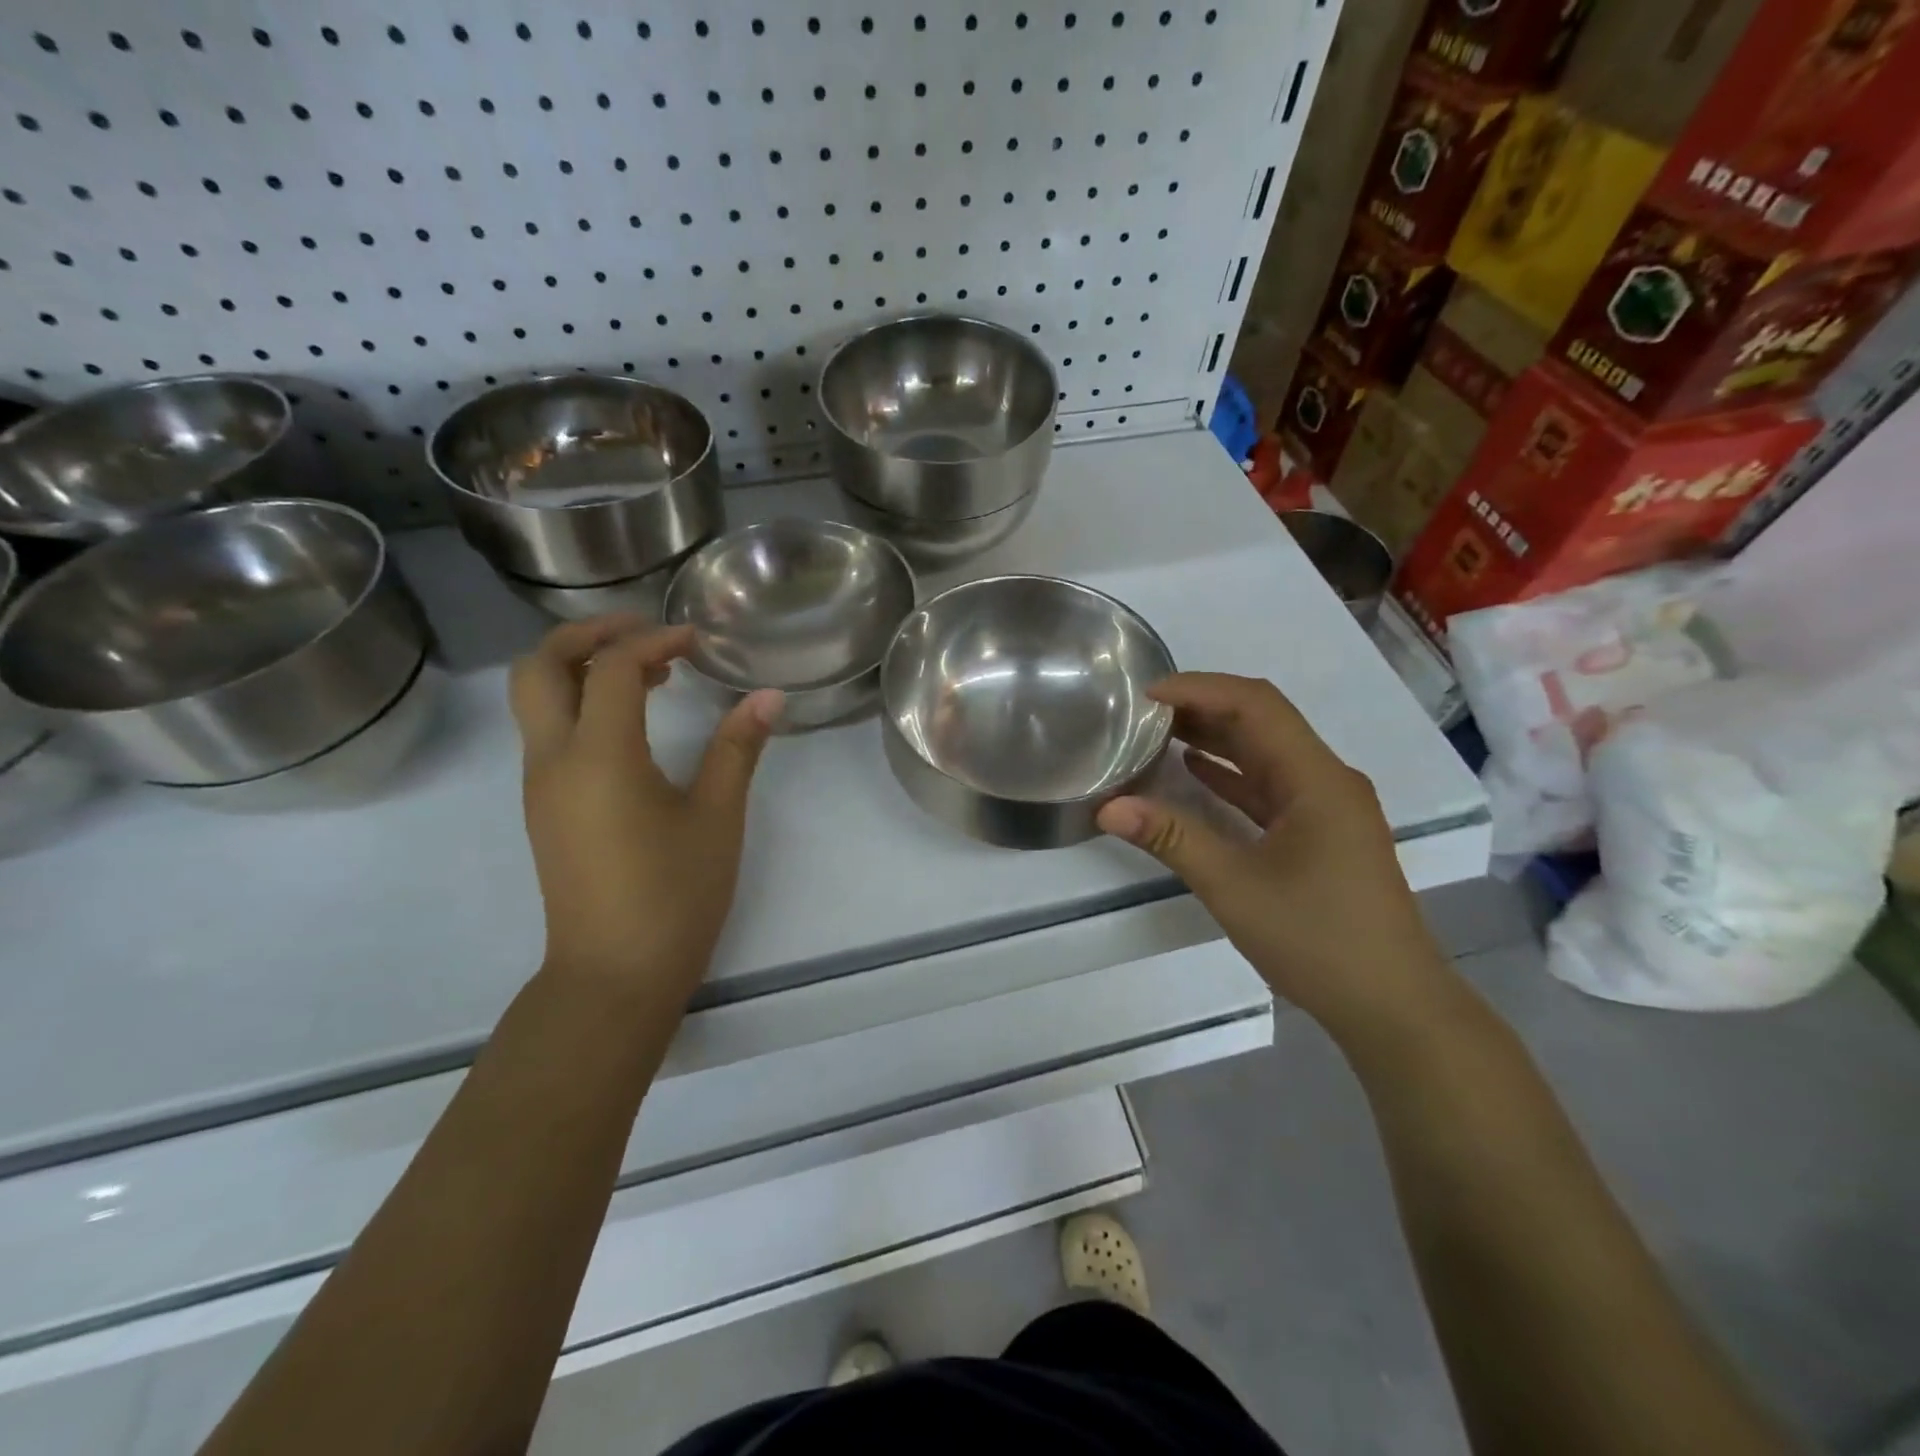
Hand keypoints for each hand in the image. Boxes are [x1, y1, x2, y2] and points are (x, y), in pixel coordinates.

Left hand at [509, 618, 782, 1000]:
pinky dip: (578, 704)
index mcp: (598, 756)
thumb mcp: (717, 817)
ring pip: (535, 698)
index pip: (610, 668)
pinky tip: (630, 724)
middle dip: (587, 634)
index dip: (653, 642)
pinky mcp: (544, 808)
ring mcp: (540, 786)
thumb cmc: (673, 894)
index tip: (696, 642)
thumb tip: (768, 696)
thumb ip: (738, 749)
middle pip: (540, 667)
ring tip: (647, 675)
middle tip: (644, 633)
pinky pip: (547, 732)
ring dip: (580, 668)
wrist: (613, 975)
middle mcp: (554, 759)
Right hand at [1096, 673, 1454, 1037]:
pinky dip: (1231, 775)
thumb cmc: (1318, 940)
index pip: (1256, 705)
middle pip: (1263, 723)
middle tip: (1143, 711)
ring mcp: (1327, 808)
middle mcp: (1327, 781)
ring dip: (1216, 739)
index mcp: (1317, 780)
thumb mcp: (1234, 886)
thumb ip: (1172, 839)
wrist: (1393, 1005)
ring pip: (1266, 754)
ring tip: (1158, 732)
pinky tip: (1193, 772)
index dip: (1200, 690)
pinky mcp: (1321, 833)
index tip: (1146, 695)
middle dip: (1203, 708)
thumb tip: (1108, 807)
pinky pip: (1270, 787)